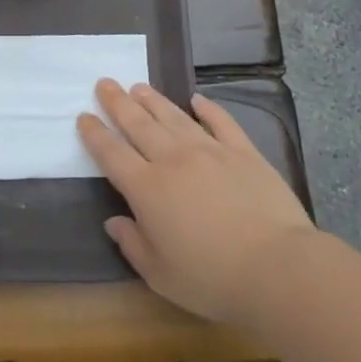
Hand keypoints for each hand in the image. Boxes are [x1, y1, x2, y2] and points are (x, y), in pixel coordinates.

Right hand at [78, 80, 316, 330]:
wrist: (277, 268)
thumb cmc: (212, 279)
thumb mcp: (160, 275)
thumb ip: (133, 245)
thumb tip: (114, 222)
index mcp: (147, 189)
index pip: (112, 154)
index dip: (95, 134)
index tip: (84, 116)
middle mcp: (173, 160)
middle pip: (138, 124)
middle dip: (118, 102)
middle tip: (105, 82)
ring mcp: (210, 151)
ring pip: (174, 116)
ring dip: (153, 100)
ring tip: (138, 86)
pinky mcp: (243, 152)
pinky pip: (220, 122)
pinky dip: (207, 108)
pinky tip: (197, 100)